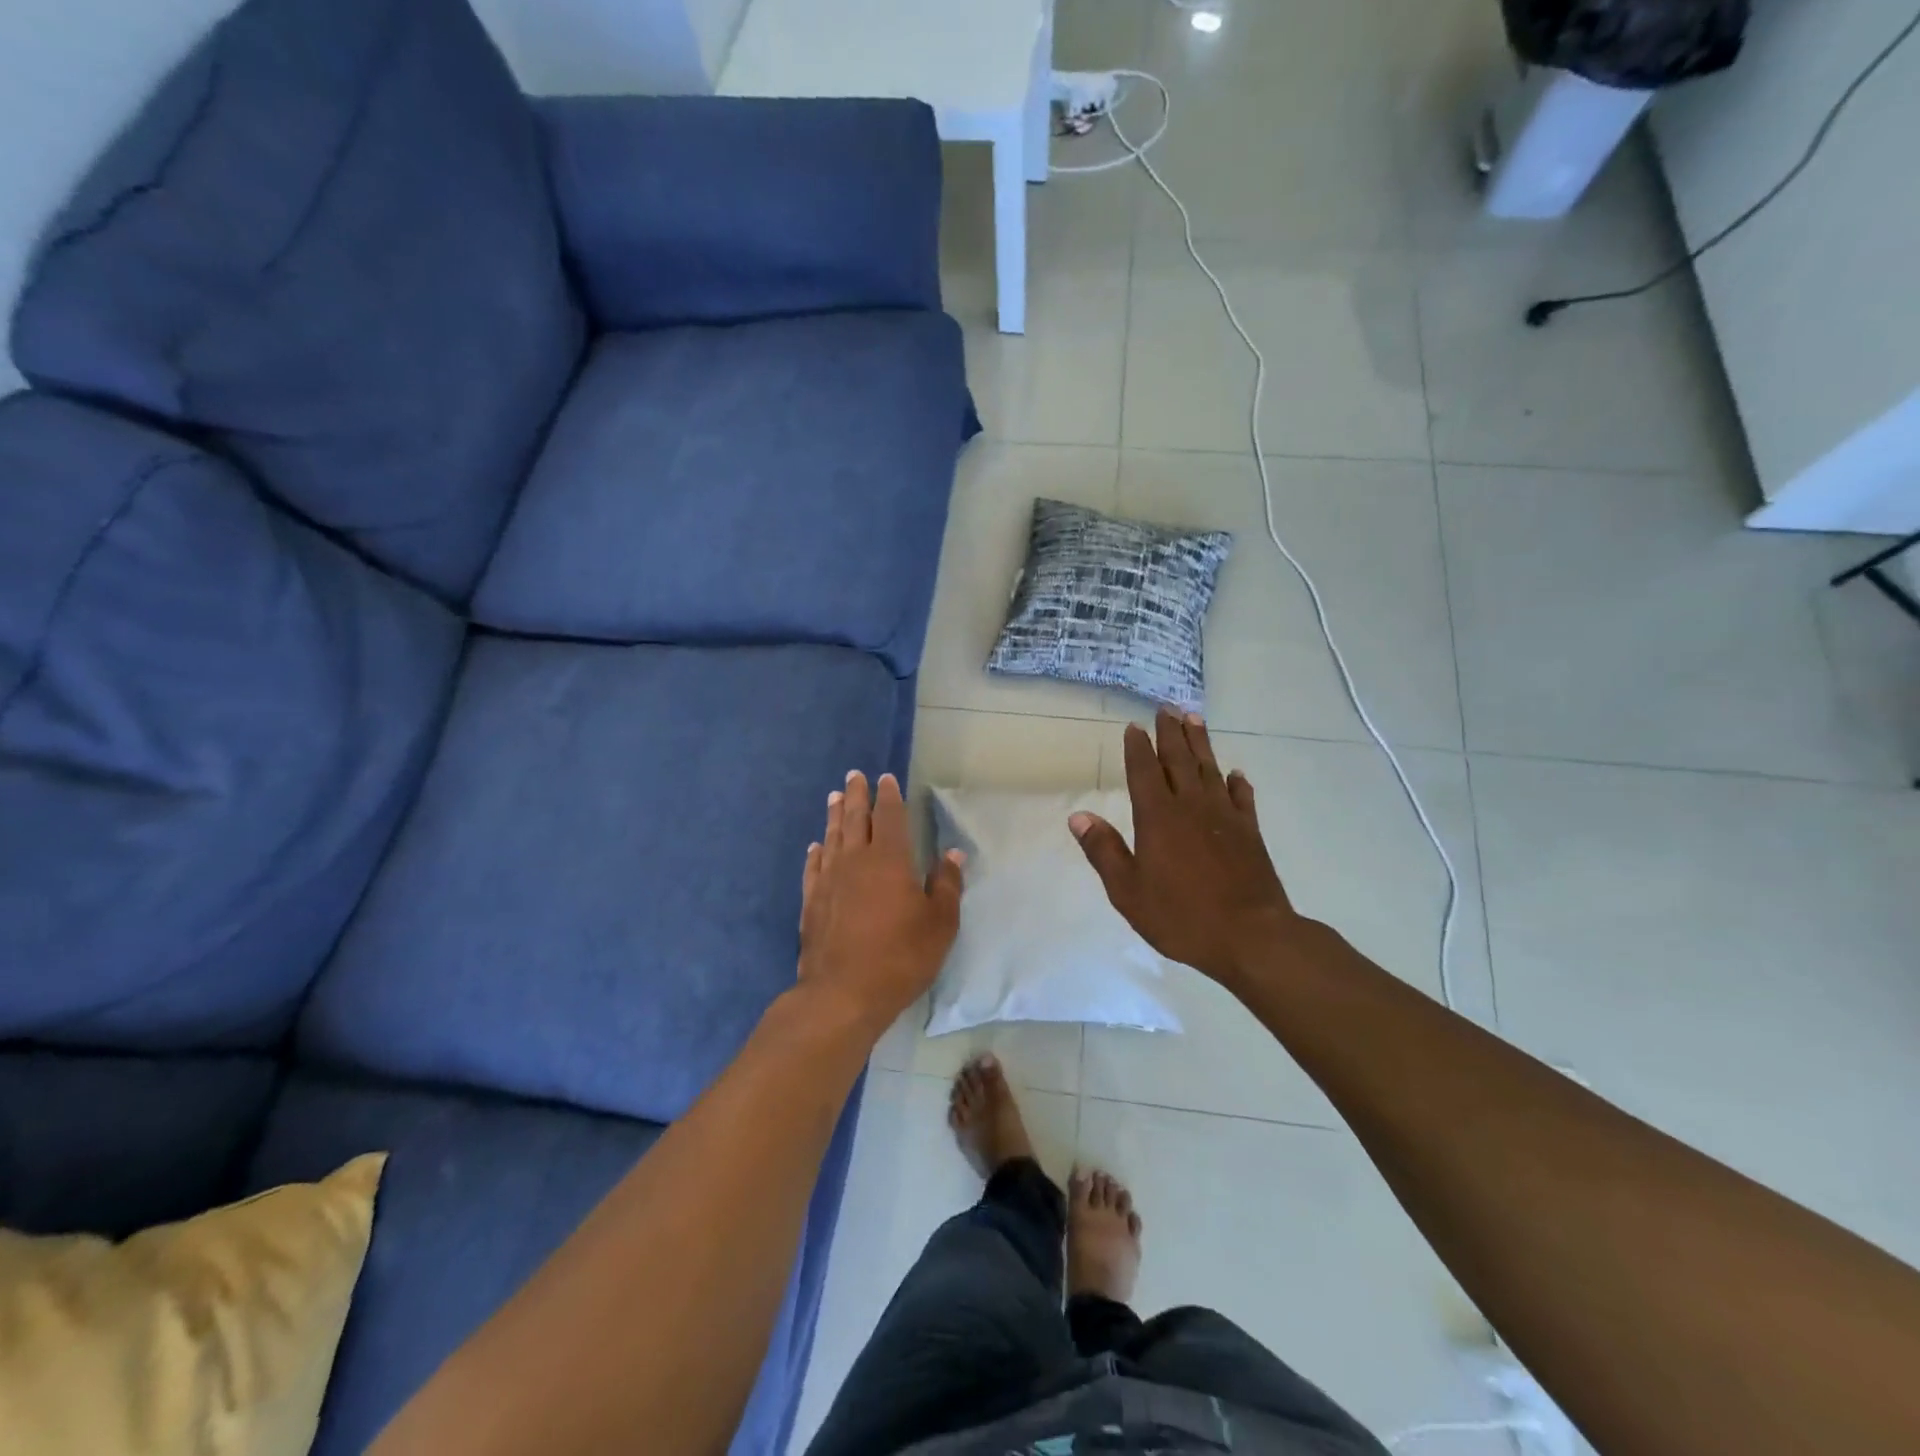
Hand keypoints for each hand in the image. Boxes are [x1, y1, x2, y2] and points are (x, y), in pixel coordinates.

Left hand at [798, 770, 964, 1032]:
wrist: (843, 993)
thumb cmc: (901, 956)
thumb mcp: (940, 924)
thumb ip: (947, 885)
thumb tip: (952, 853)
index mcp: (890, 860)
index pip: (889, 817)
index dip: (888, 796)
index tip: (885, 779)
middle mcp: (856, 860)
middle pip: (855, 819)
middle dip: (856, 795)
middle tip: (854, 776)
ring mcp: (829, 880)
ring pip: (832, 837)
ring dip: (834, 816)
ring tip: (834, 797)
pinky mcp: (812, 902)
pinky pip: (814, 867)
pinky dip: (816, 852)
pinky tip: (816, 846)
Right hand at [1069, 710, 1301, 989]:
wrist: (1251, 936)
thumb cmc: (1181, 916)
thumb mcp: (1128, 891)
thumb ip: (1104, 851)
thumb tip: (1078, 817)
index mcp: (1158, 818)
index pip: (1144, 772)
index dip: (1137, 748)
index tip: (1134, 726)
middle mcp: (1191, 807)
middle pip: (1178, 760)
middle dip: (1170, 733)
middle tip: (1167, 708)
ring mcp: (1224, 817)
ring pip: (1209, 769)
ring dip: (1201, 744)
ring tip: (1195, 719)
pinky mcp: (1250, 832)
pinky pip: (1241, 798)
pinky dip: (1236, 782)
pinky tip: (1234, 774)